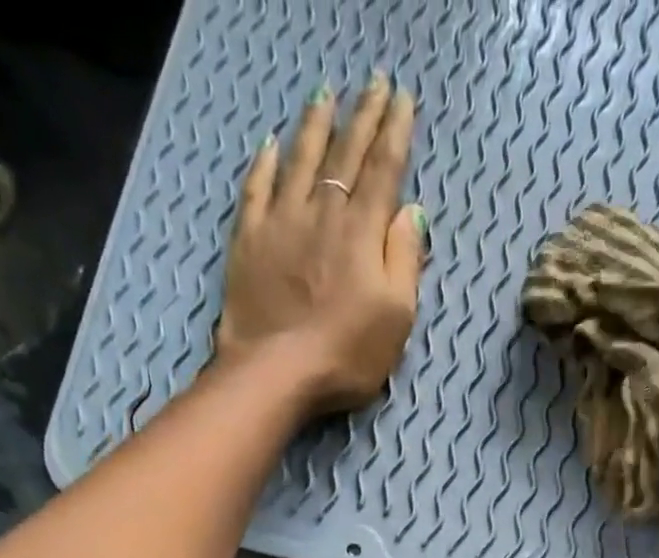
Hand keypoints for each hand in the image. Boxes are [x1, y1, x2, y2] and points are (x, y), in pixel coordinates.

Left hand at [215, 76, 429, 414]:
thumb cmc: (347, 354)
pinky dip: (265, 164)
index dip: (395, 131)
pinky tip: (270, 146)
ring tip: (325, 96)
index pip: (383, 169)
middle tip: (373, 83)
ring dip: (315, 127)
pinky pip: (257, 190)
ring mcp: (280, 223)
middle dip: (362, 116)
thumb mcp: (396, 317)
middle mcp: (322, 213)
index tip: (402, 98)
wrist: (276, 372)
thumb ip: (405, 261)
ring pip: (300, 160)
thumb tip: (410, 212)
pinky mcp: (248, 242)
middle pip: (345, 155)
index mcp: (363, 232)